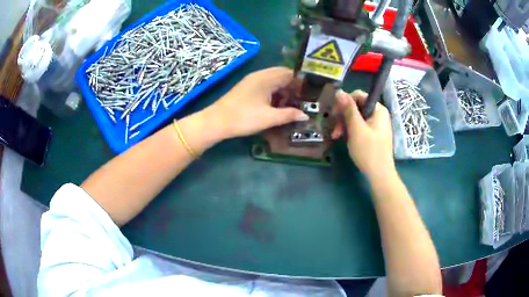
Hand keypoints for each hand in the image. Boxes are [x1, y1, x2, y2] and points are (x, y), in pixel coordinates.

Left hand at [203, 67, 308, 139]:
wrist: (216, 122)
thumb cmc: (244, 118)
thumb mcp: (269, 118)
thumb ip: (289, 115)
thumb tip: (305, 116)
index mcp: (266, 78)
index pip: (289, 73)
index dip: (301, 82)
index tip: (310, 93)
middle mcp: (259, 75)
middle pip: (282, 75)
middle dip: (293, 86)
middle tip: (303, 100)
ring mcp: (251, 81)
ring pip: (273, 80)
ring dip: (283, 90)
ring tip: (292, 104)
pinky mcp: (246, 88)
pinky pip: (265, 85)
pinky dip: (274, 93)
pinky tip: (277, 105)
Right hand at [333, 90, 395, 181]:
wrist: (379, 175)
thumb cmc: (369, 151)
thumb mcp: (356, 128)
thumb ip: (348, 109)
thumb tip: (339, 91)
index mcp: (378, 109)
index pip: (358, 95)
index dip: (345, 102)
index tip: (334, 114)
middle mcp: (378, 114)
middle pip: (356, 107)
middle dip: (343, 116)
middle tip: (335, 129)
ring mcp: (376, 125)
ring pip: (356, 117)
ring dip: (344, 125)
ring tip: (336, 136)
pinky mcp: (373, 135)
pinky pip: (359, 126)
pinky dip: (350, 131)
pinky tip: (343, 138)